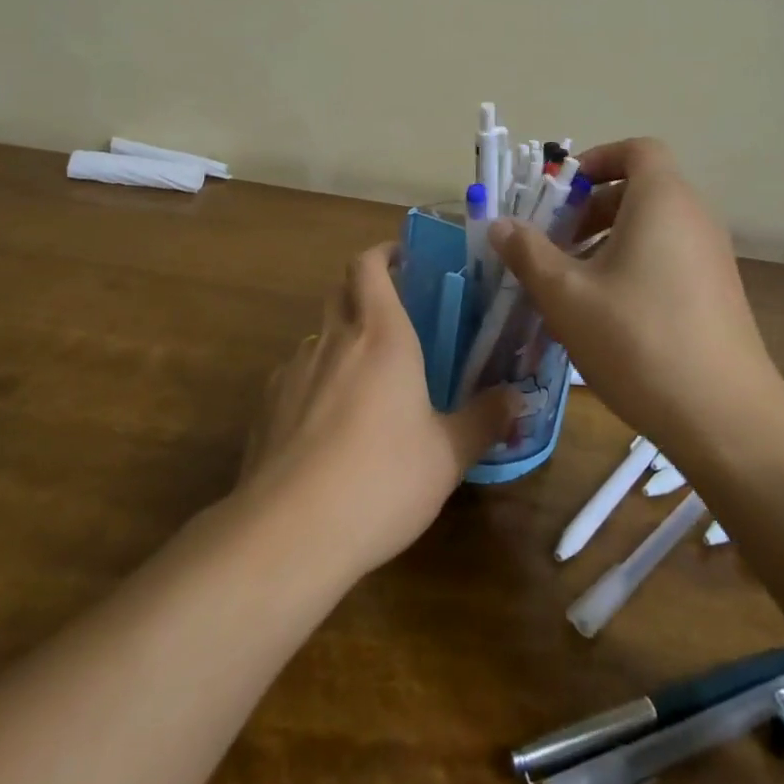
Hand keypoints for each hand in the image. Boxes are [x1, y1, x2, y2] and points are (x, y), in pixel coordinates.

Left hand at [239, 243, 514, 578]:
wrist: (289, 531)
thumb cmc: (382, 479)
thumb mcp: (447, 456)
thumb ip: (484, 420)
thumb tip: (517, 399)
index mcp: (381, 335)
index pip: (369, 265)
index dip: (383, 253)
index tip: (402, 258)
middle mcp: (334, 339)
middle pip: (341, 289)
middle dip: (363, 288)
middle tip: (393, 313)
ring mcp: (294, 370)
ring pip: (318, 334)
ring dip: (340, 339)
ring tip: (364, 378)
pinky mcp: (267, 405)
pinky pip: (295, 376)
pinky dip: (314, 382)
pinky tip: (326, 425)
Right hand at [490, 139, 783, 463]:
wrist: (727, 421)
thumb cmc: (638, 341)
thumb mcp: (567, 296)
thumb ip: (529, 253)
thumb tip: (500, 224)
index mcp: (663, 201)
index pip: (637, 150)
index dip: (596, 160)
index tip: (561, 192)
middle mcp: (694, 218)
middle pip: (640, 189)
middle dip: (591, 208)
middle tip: (554, 241)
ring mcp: (712, 257)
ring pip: (653, 227)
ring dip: (608, 240)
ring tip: (572, 281)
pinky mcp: (718, 293)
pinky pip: (669, 257)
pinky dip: (634, 264)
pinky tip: (607, 313)